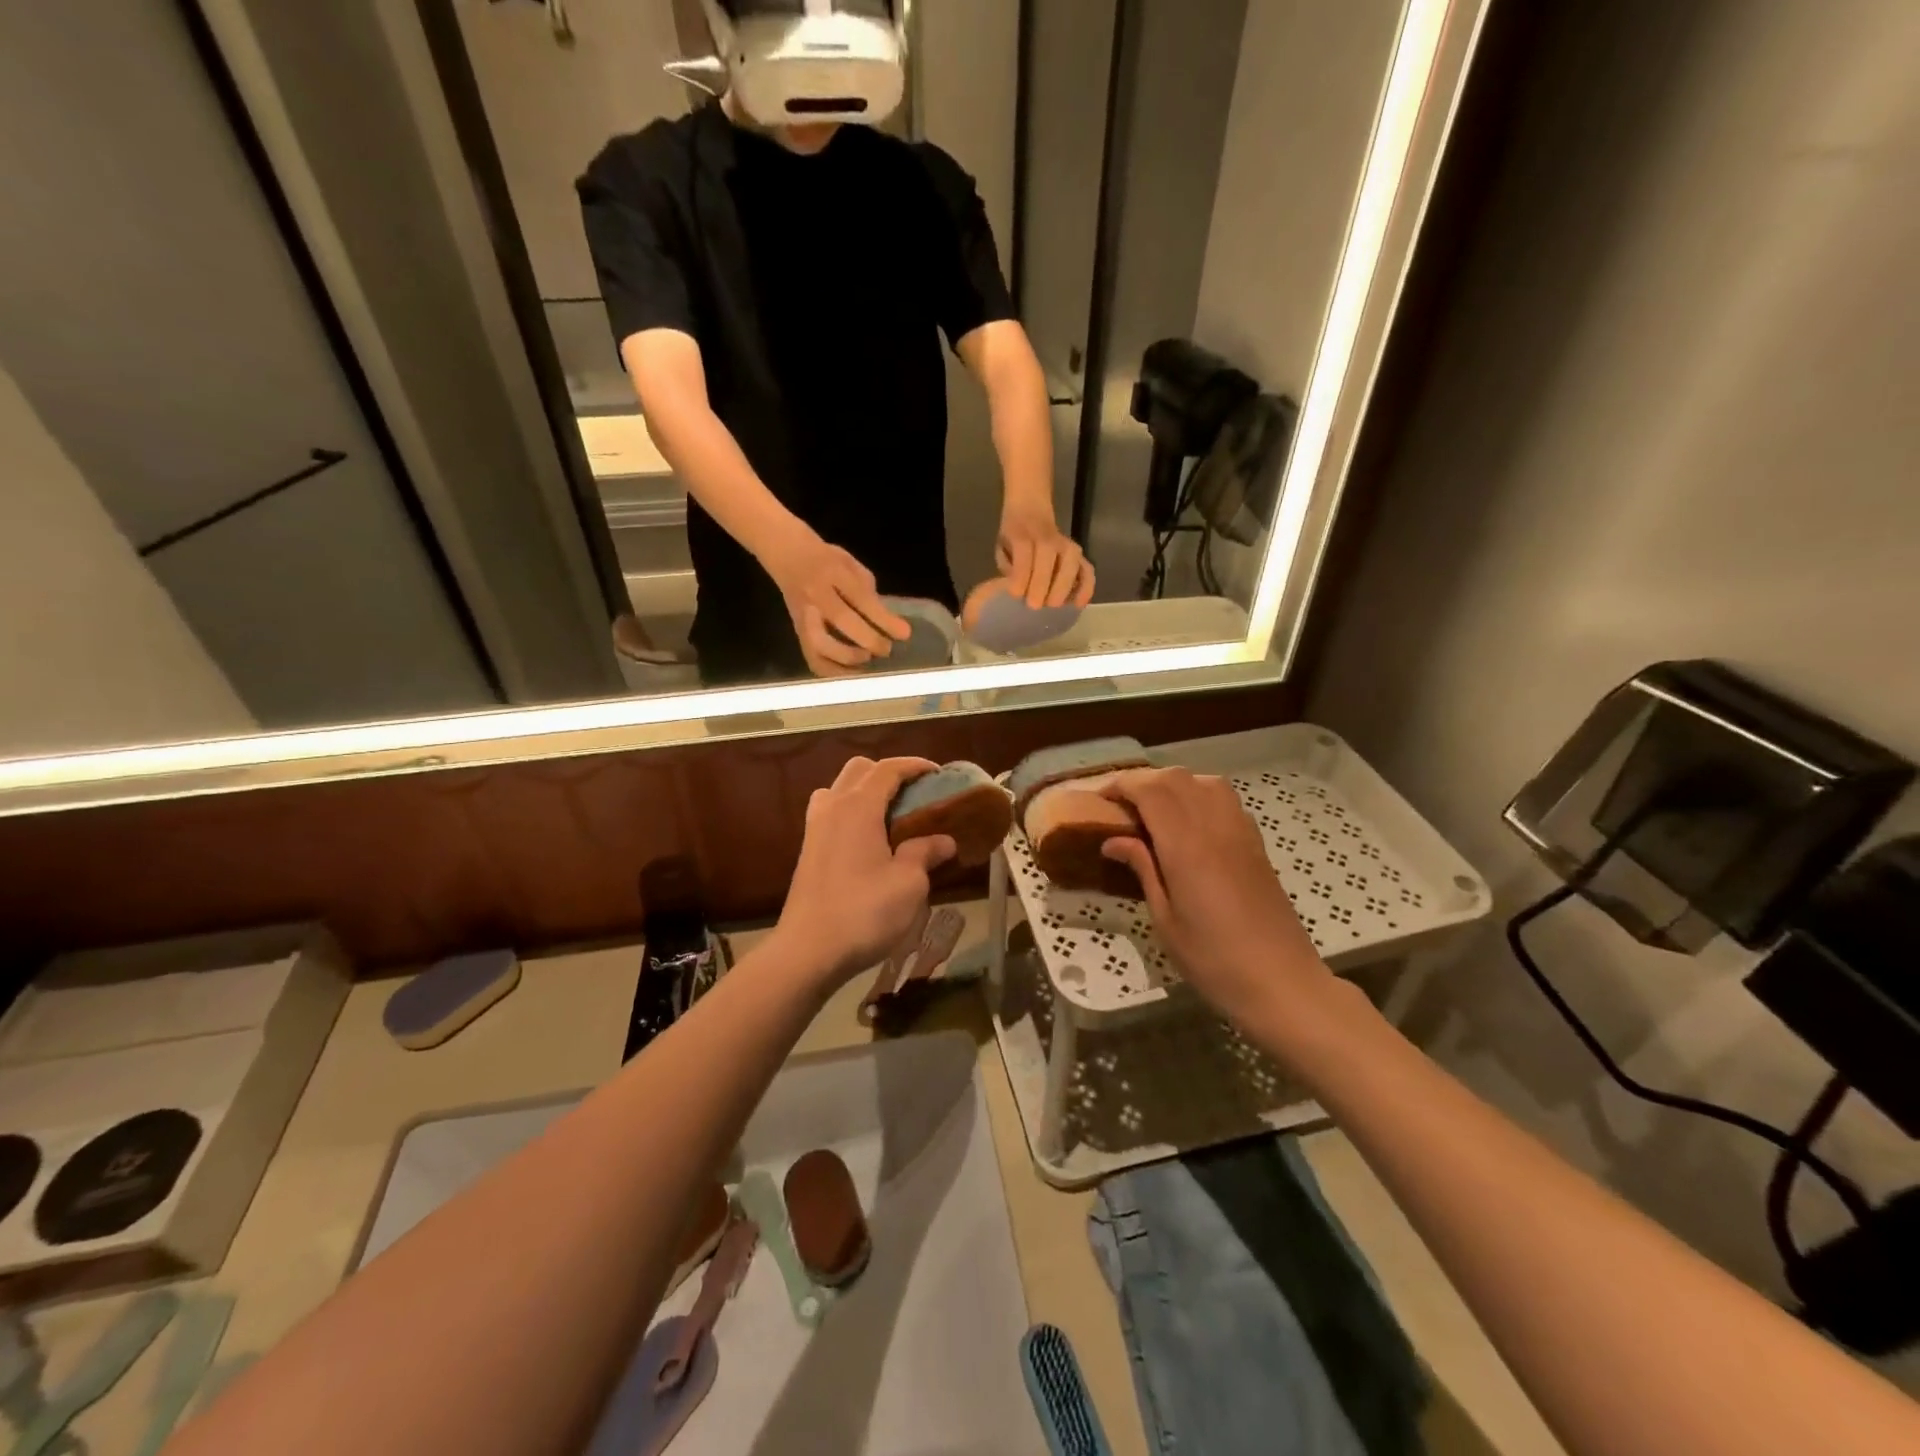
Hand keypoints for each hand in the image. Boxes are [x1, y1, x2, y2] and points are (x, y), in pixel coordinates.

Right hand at [764, 530, 910, 675]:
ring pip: (820, 644)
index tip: (904, 634)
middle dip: (868, 639)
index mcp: (833, 572)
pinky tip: (850, 673)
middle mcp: (815, 594)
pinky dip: (831, 671)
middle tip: (887, 650)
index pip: (861, 598)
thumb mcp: (851, 564)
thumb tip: (886, 622)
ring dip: (847, 658)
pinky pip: (811, 657)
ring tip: (867, 661)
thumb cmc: (826, 559)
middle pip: (840, 620)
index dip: (883, 618)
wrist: (786, 554)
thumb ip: (867, 591)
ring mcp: (803, 615)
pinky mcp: (796, 632)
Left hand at [773, 757, 956, 985]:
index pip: (888, 769)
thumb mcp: (909, 883)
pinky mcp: (808, 849)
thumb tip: (944, 841)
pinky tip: (869, 839)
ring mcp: (815, 827)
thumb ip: (925, 853)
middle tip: (915, 794)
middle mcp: (833, 807)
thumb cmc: (864, 912)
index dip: (915, 765)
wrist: (808, 950)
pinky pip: (830, 811)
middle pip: (860, 769)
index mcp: (858, 806)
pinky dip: (851, 810)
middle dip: (889, 773)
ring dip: (866, 790)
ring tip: (891, 814)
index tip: (938, 773)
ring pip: (840, 788)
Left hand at [996, 508, 1094, 608]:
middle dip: (1042, 584)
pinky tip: (1078, 605)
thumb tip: (1016, 591)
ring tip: (1053, 606)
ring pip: (1071, 563)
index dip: (1021, 574)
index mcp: (1023, 534)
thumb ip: (1008, 566)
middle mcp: (1048, 537)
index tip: (1016, 595)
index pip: (1024, 552)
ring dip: (1064, 586)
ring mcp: (1067, 545)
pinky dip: (1086, 588)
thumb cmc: (1014, 536)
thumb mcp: (1003, 547)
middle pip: (1049, 557)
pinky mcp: (1079, 555)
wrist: (1031, 511)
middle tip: (1035, 605)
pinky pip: (1087, 571)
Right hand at [1100, 767, 1334, 1030]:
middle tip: (1118, 804)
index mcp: (1186, 846)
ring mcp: (1240, 831)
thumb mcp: (1165, 920)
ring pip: (1203, 781)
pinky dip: (1199, 795)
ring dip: (1172, 784)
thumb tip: (1113, 841)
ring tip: (1152, 808)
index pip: (1150, 790)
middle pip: (1175, 778)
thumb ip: (1143, 870)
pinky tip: (1188, 821)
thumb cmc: (1213, 960)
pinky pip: (1225, 799)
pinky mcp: (1256, 843)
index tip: (1098, 800)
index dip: (1120, 785)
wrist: (1282, 983)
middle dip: (1141, 781)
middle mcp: (1214, 826)